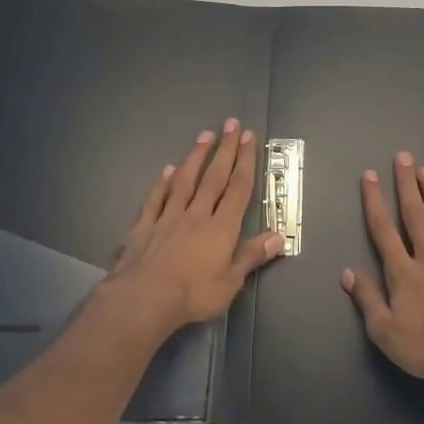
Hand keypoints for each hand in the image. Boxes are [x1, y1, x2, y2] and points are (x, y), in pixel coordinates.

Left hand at [109, 120, 285, 330]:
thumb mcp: (231, 281)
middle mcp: (196, 215)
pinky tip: (167, 170)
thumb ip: (252, 256)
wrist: (144, 299)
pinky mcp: (144, 227)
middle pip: (213, 178)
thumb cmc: (193, 294)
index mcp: (221, 228)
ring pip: (184, 181)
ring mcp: (168, 218)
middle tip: (230, 124)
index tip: (248, 137)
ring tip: (204, 135)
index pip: (237, 188)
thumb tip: (279, 236)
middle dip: (225, 150)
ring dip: (195, 157)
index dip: (245, 162)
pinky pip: (155, 200)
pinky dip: (162, 183)